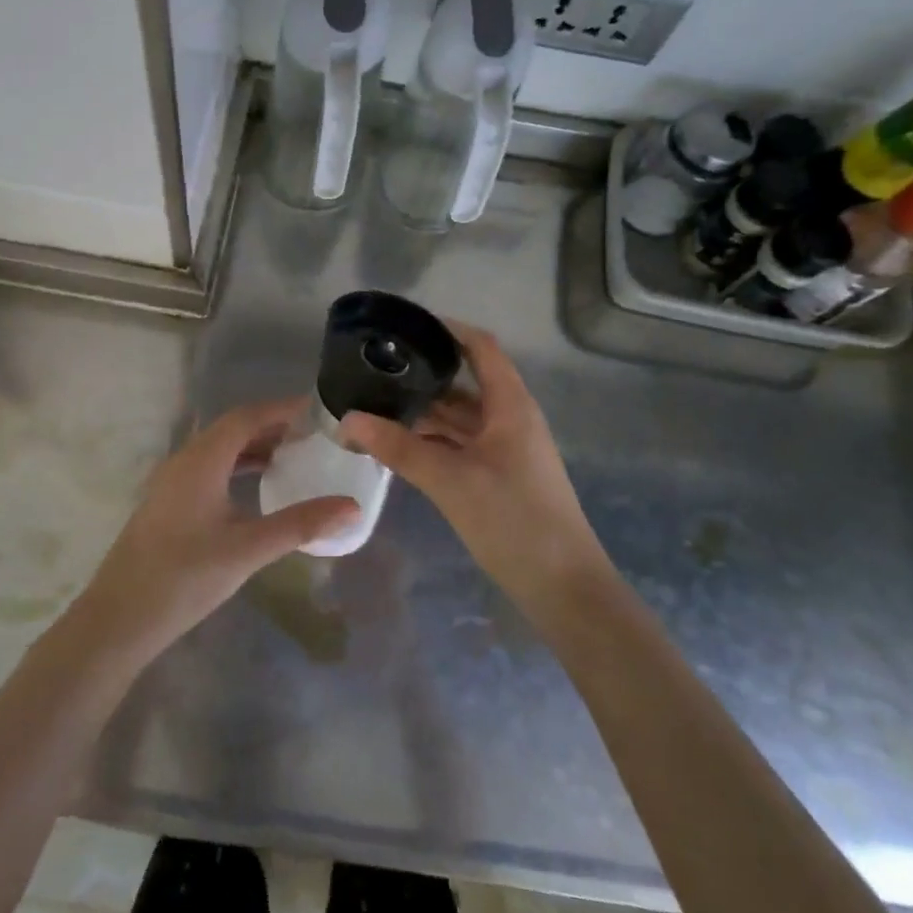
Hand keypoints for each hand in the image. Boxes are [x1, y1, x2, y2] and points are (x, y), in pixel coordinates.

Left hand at [75, 398, 360, 658]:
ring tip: (291, 458)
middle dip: (271, 426)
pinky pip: (208, 469)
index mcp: (201, 460)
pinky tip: (255, 490)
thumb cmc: (185, 577)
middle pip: (232, 429)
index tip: (316, 410)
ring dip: (253, 448)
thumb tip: (351, 507)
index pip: (246, 417)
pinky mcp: (167, 504)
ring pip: (218, 450)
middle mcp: (184, 461)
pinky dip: (237, 468)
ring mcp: (171, 483)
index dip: (281, 409)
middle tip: (311, 435)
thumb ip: (300, 525)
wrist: (118, 619)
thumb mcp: (248, 549)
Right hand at [338, 324, 610, 614]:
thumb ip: (398, 448)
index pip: (481, 347)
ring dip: (425, 412)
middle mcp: (510, 418)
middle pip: (466, 382)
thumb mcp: (450, 480)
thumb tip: (348, 419)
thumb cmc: (513, 520)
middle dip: (424, 375)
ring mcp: (506, 449)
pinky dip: (434, 441)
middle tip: (377, 369)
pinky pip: (462, 444)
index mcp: (510, 405)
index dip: (448, 330)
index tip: (405, 326)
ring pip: (461, 417)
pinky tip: (400, 445)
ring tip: (379, 404)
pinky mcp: (500, 476)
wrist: (563, 587)